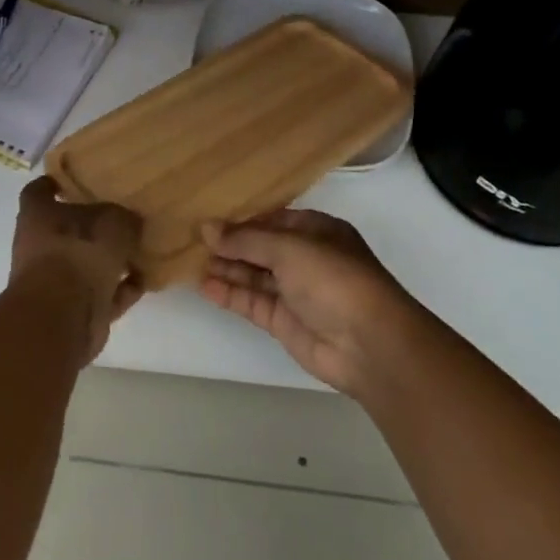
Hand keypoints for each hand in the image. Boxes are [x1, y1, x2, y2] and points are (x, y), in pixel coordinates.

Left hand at [10, 177, 143, 362]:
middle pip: (66, 230)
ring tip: (139, 250)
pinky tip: (143, 281)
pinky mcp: (72, 311)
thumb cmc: (79, 252)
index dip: (52, 184)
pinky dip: (119, 290)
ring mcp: (54, 282)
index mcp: (38, 216)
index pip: (38, 191)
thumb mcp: (112, 222)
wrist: (63, 316)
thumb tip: (130, 221)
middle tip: (121, 217)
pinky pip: (100, 294)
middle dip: (92, 227)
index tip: (69, 181)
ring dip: (109, 262)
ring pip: (84, 264)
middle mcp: (40, 247)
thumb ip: (123, 218)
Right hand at [201, 209, 424, 396]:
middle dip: (231, 243)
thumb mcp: (288, 248)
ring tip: (190, 260)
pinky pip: (253, 302)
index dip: (243, 218)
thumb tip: (207, 227)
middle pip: (261, 247)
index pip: (273, 218)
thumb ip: (246, 239)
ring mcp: (295, 291)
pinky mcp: (285, 322)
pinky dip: (230, 293)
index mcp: (316, 230)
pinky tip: (204, 285)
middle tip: (191, 238)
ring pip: (254, 275)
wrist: (369, 344)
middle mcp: (305, 258)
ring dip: (226, 268)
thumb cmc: (333, 278)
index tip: (209, 215)